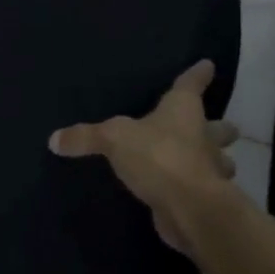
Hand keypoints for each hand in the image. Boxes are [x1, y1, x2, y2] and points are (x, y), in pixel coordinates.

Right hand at [49, 60, 239, 251]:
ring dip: (218, 161)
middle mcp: (202, 136)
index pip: (191, 84)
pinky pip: (204, 189)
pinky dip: (199, 189)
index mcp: (183, 110)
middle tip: (220, 126)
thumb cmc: (158, 157)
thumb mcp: (114, 140)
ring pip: (221, 161)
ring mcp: (209, 169)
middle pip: (219, 127)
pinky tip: (187, 192)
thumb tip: (53, 139)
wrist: (189, 208)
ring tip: (207, 162)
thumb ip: (85, 137)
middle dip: (221, 127)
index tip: (208, 65)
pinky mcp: (206, 199)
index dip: (198, 74)